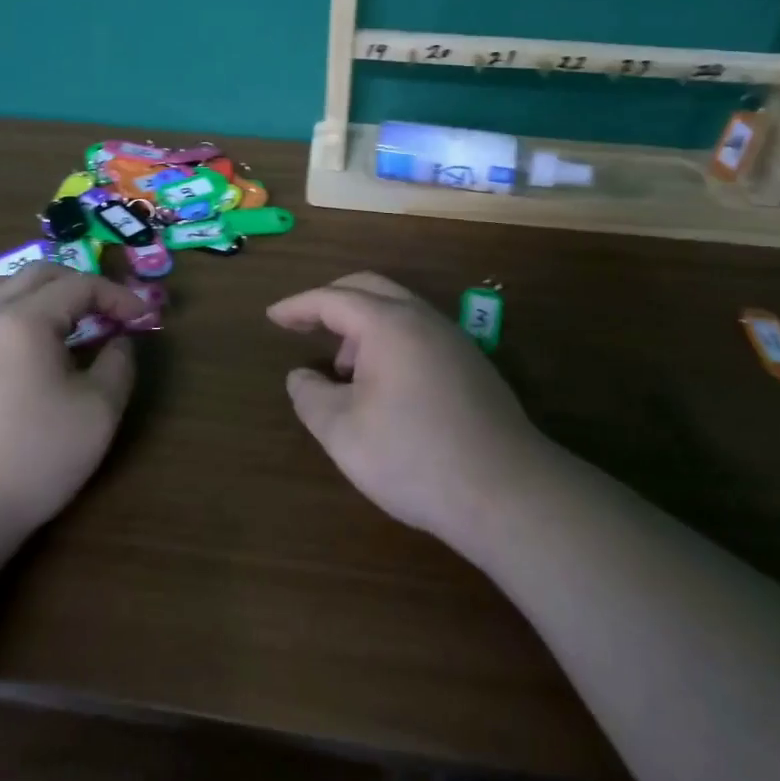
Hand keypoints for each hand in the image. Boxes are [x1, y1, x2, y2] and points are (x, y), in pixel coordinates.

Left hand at [0, 265, 146, 553]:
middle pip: (41, 273)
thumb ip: (118, 365)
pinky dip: (15, 306)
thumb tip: (120, 340)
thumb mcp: (97, 413)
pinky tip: (30, 340)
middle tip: (111, 313)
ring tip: (68, 317)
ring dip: (44, 289)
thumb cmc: (32, 459)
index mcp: (26, 319)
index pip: (81, 285)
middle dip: (83, 285)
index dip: (119, 297)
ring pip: (5, 284)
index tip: (145, 318)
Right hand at [267, 272, 550, 548]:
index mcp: (388, 324)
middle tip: (303, 325)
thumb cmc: (414, 457)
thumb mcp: (343, 433)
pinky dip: (388, 341)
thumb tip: (300, 377)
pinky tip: (383, 385)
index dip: (297, 306)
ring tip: (342, 368)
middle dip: (330, 302)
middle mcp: (423, 318)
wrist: (507, 492)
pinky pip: (418, 332)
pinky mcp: (471, 364)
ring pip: (397, 309)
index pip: (332, 299)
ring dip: (362, 325)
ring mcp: (453, 339)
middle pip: (368, 288)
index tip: (272, 317)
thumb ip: (311, 397)